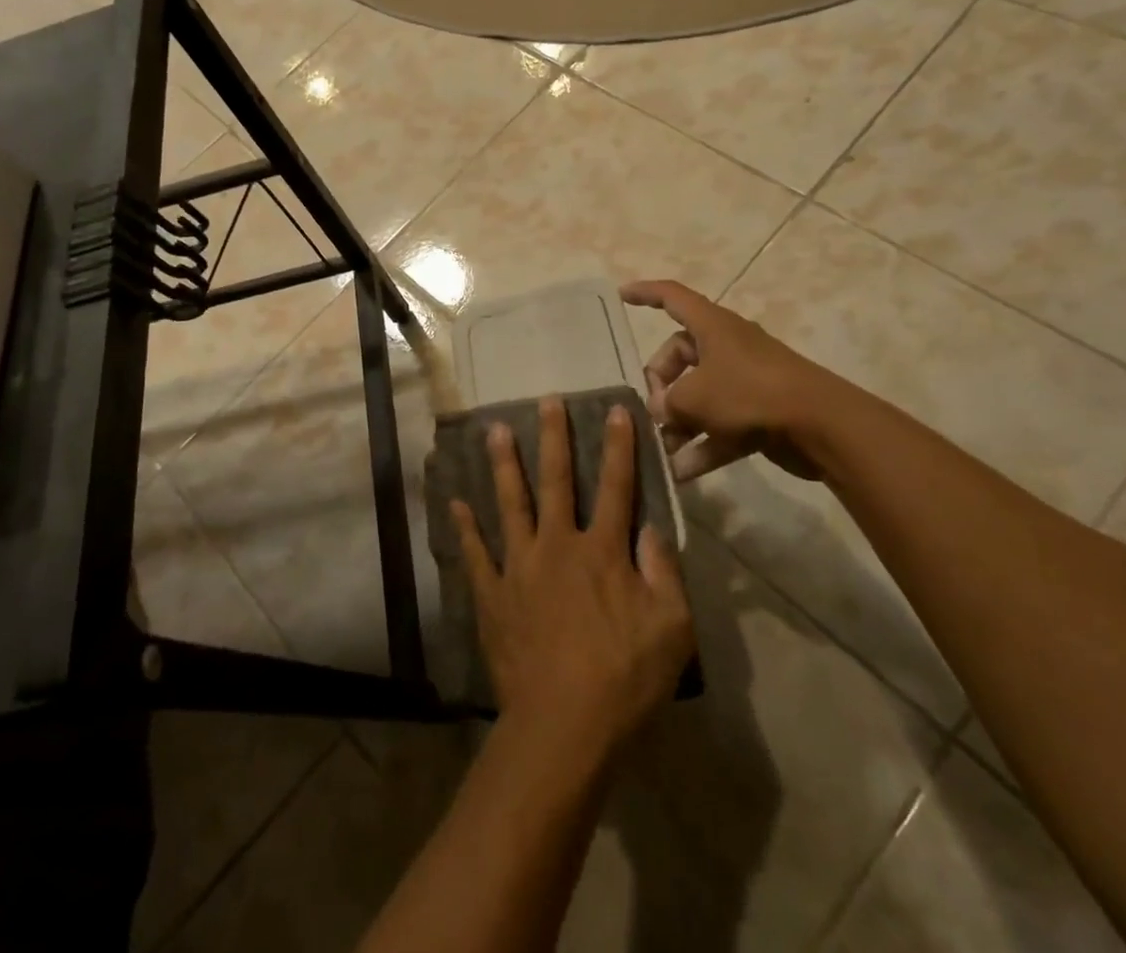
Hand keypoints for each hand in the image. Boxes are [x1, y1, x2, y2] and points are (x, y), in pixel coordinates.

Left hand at [451, 399, 693, 759]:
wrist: (563, 725)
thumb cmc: (624, 679)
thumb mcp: (671, 630)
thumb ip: (665, 573)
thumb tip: (653, 529)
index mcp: (602, 551)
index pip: (616, 487)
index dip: (619, 447)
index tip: (616, 410)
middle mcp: (557, 545)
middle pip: (556, 480)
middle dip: (553, 437)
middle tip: (546, 400)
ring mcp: (519, 566)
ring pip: (510, 503)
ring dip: (503, 465)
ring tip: (495, 430)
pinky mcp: (492, 593)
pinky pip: (475, 552)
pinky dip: (464, 527)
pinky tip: (454, 501)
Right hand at [620, 278, 832, 481]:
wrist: (822, 426)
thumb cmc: (750, 394)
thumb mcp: (694, 397)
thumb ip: (667, 403)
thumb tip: (660, 412)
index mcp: (711, 326)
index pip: (672, 297)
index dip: (645, 293)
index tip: (621, 295)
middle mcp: (727, 348)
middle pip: (679, 356)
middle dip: (660, 384)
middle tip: (652, 411)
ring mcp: (744, 381)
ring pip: (699, 395)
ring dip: (678, 422)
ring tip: (661, 449)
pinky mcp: (758, 413)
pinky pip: (719, 425)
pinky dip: (701, 445)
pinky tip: (681, 472)